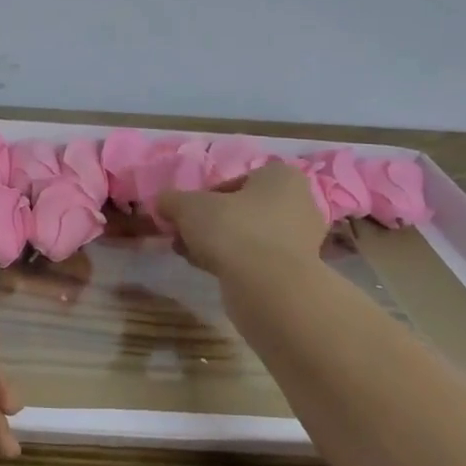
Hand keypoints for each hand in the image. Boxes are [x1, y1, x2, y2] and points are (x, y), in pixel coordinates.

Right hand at [159, 162, 326, 275]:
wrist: (269, 287)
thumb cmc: (232, 229)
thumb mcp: (187, 206)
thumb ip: (172, 200)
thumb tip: (163, 203)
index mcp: (281, 178)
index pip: (238, 179)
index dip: (208, 195)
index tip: (189, 211)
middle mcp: (300, 204)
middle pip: (243, 209)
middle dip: (212, 222)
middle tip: (186, 234)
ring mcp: (302, 241)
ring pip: (250, 236)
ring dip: (219, 243)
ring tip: (191, 254)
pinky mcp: (297, 273)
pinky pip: (258, 260)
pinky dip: (234, 262)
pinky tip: (208, 270)